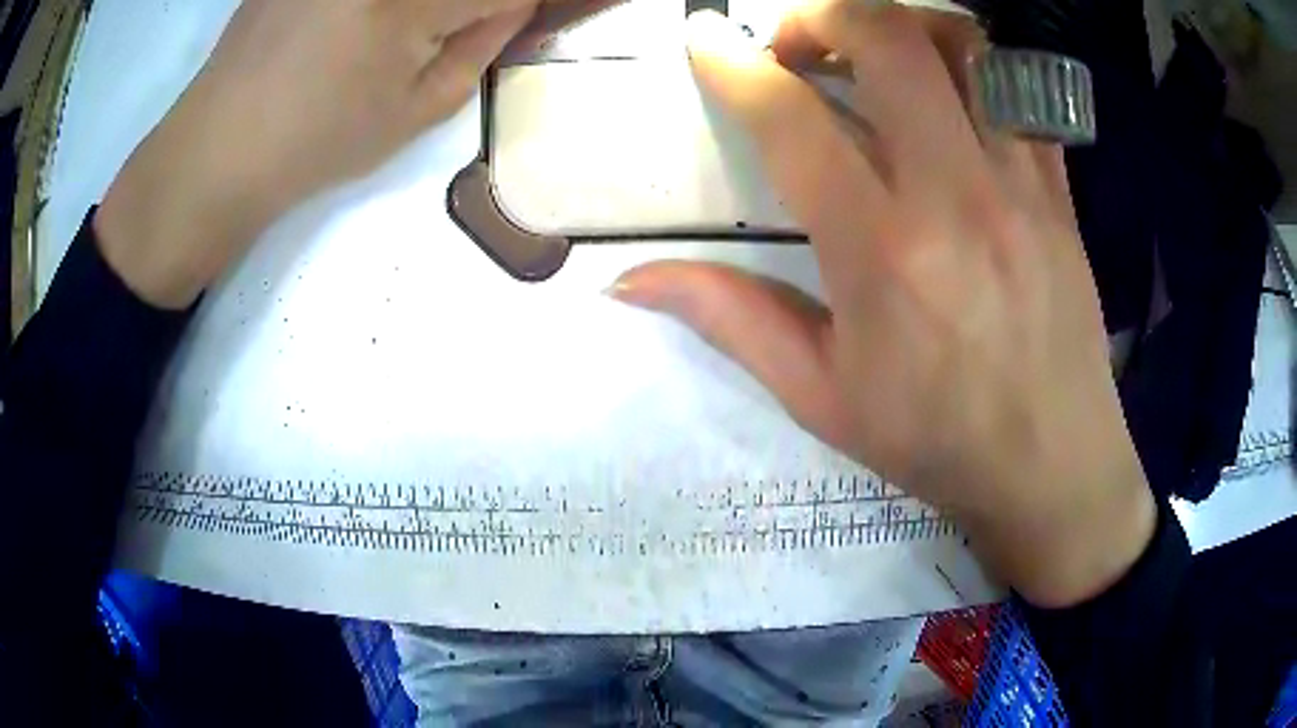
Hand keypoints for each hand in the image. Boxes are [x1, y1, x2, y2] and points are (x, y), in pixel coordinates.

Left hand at [97, 0, 539, 308]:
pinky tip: (355, 27)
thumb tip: (514, 7)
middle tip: (454, 29)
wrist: (219, 147)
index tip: (511, 20)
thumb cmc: (316, 141)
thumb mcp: (415, 112)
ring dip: (423, 8)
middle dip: (466, 5)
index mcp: (409, 4)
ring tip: (403, 37)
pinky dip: (376, 7)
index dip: (519, 5)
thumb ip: (479, 48)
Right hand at [613, 3, 1154, 607]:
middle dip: (821, 14)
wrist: (1054, 465)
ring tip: (872, 50)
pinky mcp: (1058, 188)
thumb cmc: (936, 442)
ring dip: (901, 23)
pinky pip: (1015, 87)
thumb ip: (729, 318)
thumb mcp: (821, 397)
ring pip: (961, 44)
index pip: (792, 119)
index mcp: (882, 254)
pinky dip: (968, 65)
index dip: (735, 66)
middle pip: (886, 38)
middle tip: (795, 44)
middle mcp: (954, 194)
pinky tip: (945, 94)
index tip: (706, 41)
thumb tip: (628, 281)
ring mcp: (1018, 182)